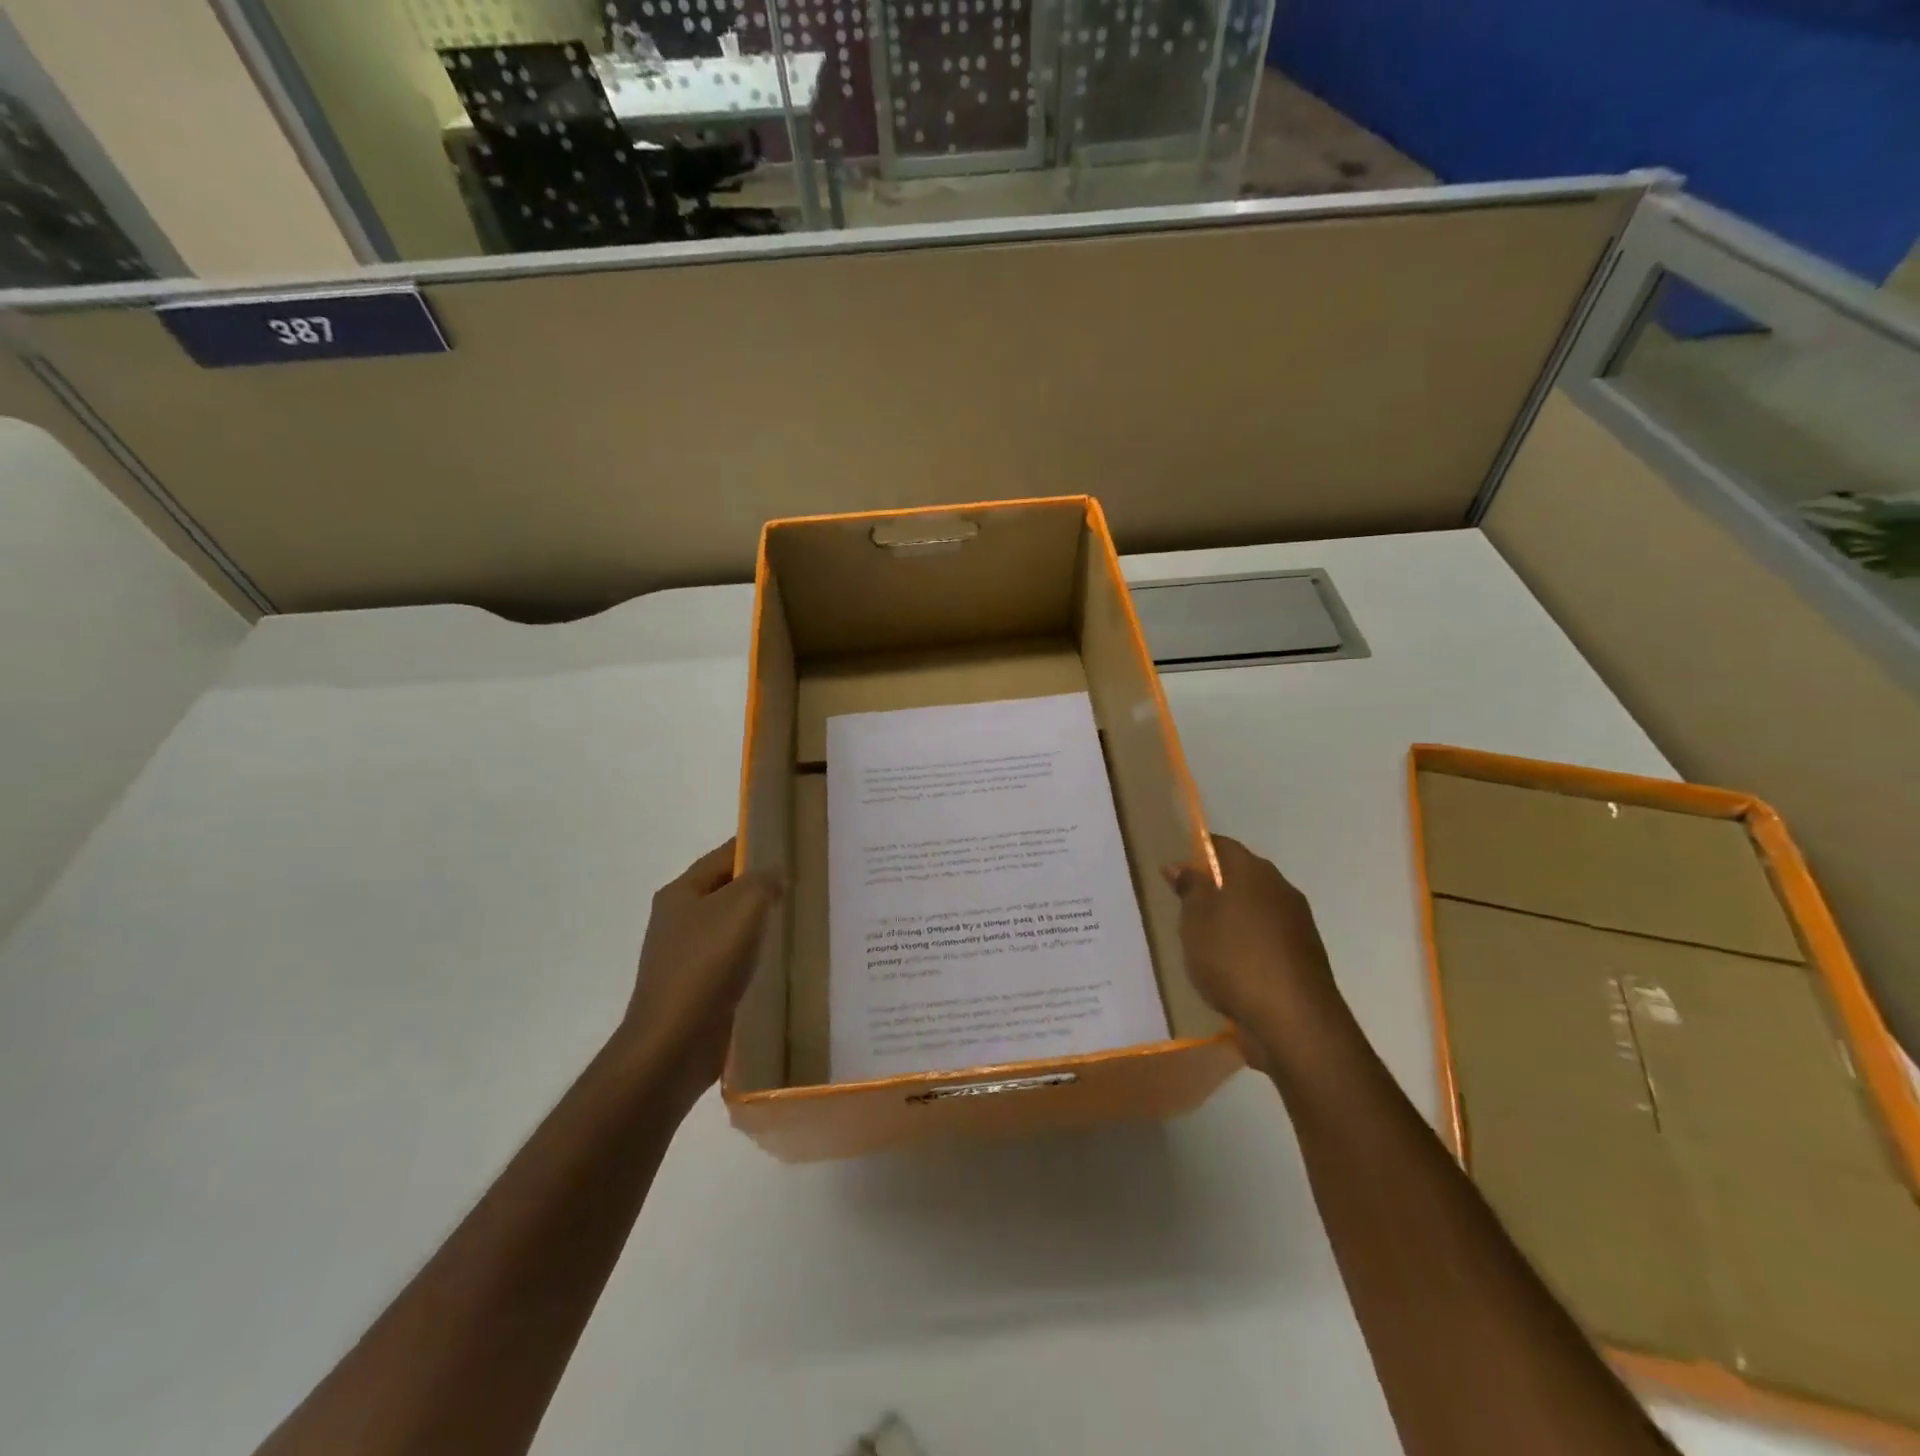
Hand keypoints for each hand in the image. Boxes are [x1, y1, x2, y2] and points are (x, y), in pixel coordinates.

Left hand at [621, 840, 779, 1107]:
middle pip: (728, 890)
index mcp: (681, 892)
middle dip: (764, 886)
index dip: (758, 846)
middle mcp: (679, 920)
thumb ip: (764, 881)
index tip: (795, 845)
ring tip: (802, 920)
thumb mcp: (743, 906)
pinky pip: (734, 961)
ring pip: (733, 927)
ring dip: (762, 924)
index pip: (725, 855)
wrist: (673, 1043)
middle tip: (807, 883)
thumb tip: (775, 877)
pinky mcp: (699, 989)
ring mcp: (686, 957)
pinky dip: (756, 957)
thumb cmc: (706, 964)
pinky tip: (783, 961)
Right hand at [1167, 835, 1347, 1071]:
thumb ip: (1190, 889)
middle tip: (1184, 907)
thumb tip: (1181, 864)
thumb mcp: (1196, 920)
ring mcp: (1297, 925)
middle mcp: (1281, 890)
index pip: (1223, 846)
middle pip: (1242, 877)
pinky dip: (1247, 945)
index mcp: (1254, 872)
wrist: (1294, 1021)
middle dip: (1214, 888)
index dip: (1198, 853)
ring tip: (1203, 941)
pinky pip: (1267, 939)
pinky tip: (1230, 967)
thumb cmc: (1235, 959)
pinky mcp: (1303, 958)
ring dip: (1232, 919)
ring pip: (1255, 910)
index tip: (1175, 871)